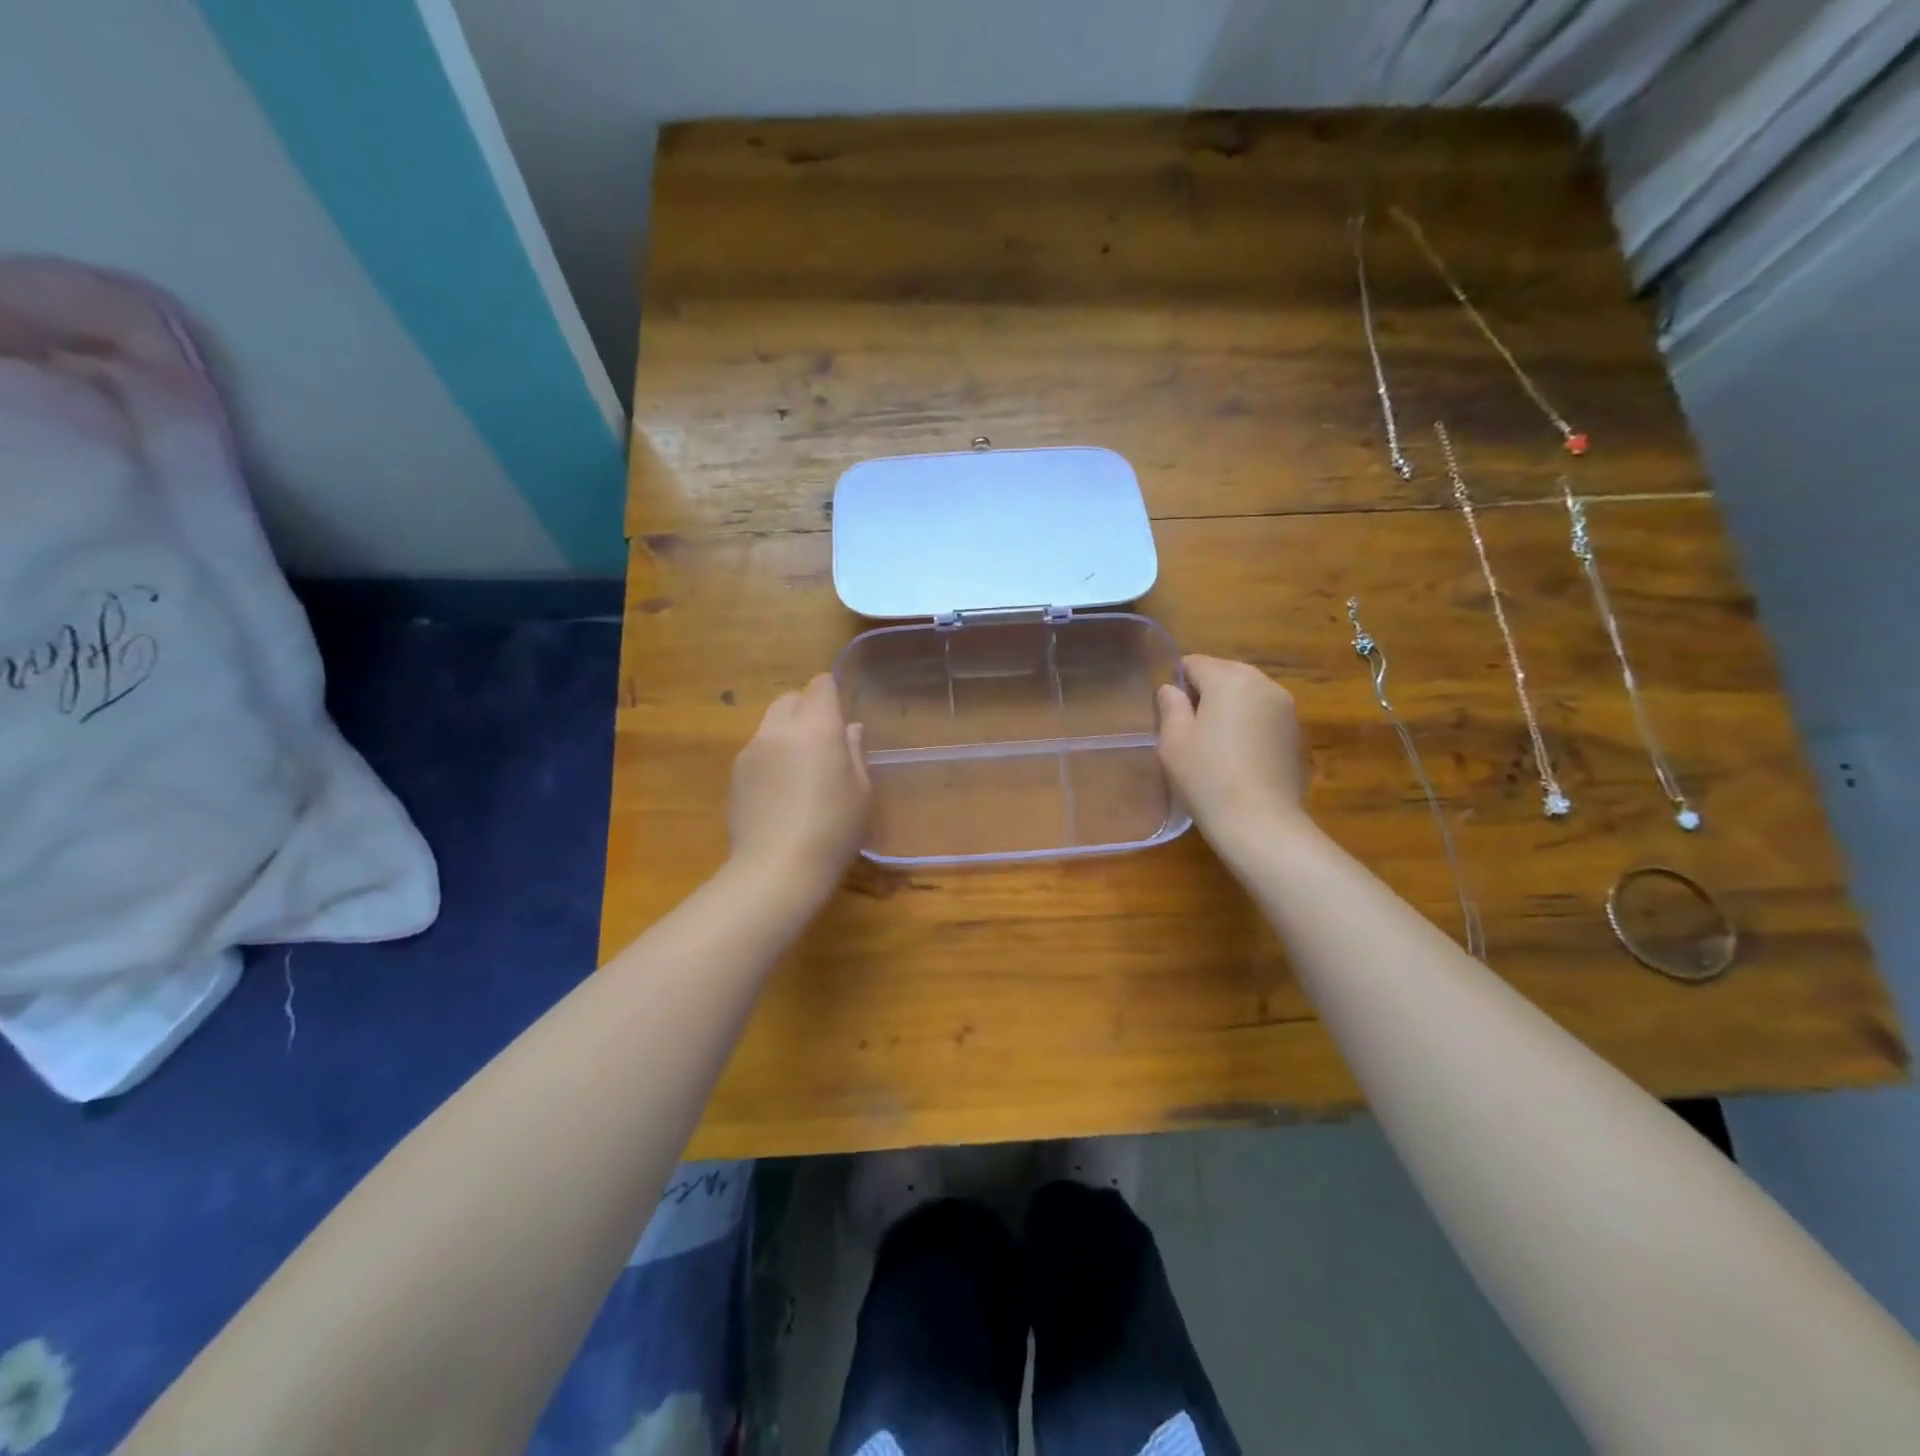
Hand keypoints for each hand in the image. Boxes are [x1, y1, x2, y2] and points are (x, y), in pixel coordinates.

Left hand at [728, 674, 870, 903]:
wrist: (776, 870)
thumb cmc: (832, 830)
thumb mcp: (860, 792)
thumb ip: (855, 752)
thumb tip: (850, 729)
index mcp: (815, 728)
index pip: (820, 686)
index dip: (831, 694)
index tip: (841, 714)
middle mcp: (778, 730)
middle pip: (790, 699)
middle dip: (806, 709)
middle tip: (823, 741)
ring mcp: (750, 751)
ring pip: (769, 724)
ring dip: (786, 733)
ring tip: (801, 770)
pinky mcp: (734, 775)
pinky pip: (757, 751)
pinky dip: (771, 757)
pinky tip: (780, 792)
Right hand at [1156, 655, 1309, 853]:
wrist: (1261, 822)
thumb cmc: (1207, 776)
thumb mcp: (1173, 740)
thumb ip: (1170, 706)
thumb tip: (1171, 690)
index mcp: (1230, 678)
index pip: (1194, 663)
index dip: (1177, 685)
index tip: (1172, 717)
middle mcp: (1263, 683)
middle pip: (1224, 674)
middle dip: (1205, 694)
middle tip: (1191, 732)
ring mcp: (1286, 708)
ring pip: (1246, 695)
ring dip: (1229, 710)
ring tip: (1215, 746)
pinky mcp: (1296, 732)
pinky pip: (1263, 716)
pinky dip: (1249, 726)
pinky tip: (1239, 758)